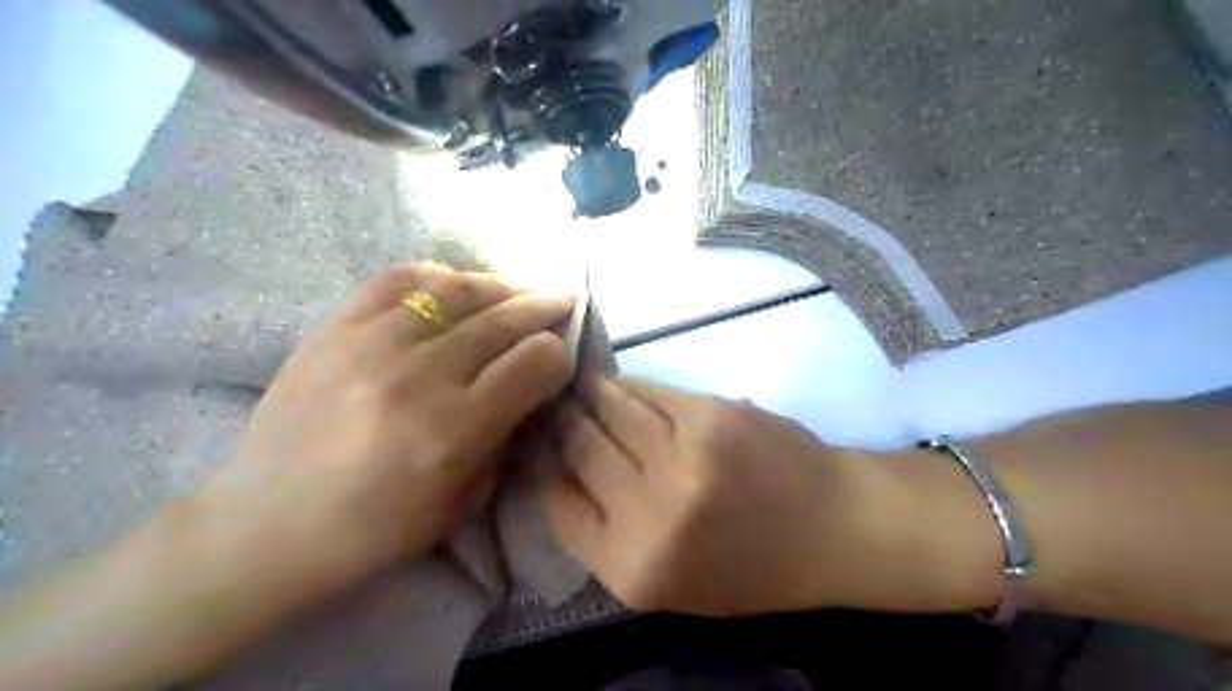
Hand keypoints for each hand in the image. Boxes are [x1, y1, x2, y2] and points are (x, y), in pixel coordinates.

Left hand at [199, 261, 575, 597]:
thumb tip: (528, 386)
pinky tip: (457, 285)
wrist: (263, 526)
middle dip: (543, 308)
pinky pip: (399, 279)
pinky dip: (440, 276)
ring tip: (518, 290)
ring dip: (501, 286)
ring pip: (457, 290)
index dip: (559, 354)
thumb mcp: (462, 502)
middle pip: (503, 321)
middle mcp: (416, 376)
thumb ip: (504, 436)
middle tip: (561, 302)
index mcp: (452, 430)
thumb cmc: (372, 532)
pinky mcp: (333, 328)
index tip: (560, 356)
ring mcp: (369, 344)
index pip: (534, 363)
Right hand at [541, 381, 946, 617]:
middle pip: (578, 449)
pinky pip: (648, 392)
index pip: (555, 503)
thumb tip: (559, 472)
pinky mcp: (709, 416)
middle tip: (546, 400)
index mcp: (633, 568)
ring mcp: (681, 459)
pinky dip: (627, 385)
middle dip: (558, 421)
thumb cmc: (751, 565)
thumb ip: (609, 538)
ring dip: (588, 394)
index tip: (529, 441)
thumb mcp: (670, 581)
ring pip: (609, 411)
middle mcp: (649, 515)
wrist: (833, 528)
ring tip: (573, 383)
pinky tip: (615, 381)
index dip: (536, 465)